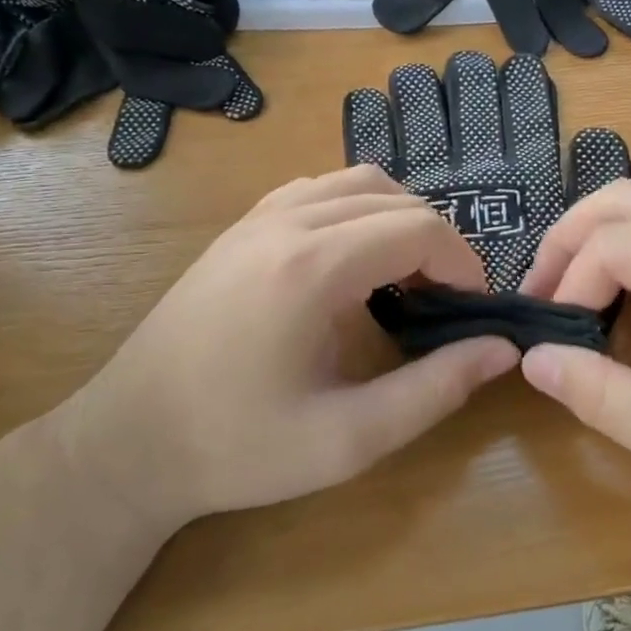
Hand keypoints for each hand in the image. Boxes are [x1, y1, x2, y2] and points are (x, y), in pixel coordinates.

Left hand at [62, 166, 518, 524]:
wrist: (128, 441)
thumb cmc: (237, 447)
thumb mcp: (348, 438)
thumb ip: (435, 389)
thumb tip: (502, 348)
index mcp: (312, 266)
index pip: (419, 228)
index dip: (462, 263)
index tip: (471, 310)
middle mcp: (285, 222)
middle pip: (394, 197)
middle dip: (436, 241)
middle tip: (445, 302)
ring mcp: (256, 218)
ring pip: (355, 182)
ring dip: (397, 219)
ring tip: (405, 278)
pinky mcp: (240, 228)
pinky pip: (317, 190)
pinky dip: (355, 210)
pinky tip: (351, 263)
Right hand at [518, 181, 630, 538]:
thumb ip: (607, 399)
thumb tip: (536, 360)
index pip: (616, 244)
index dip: (567, 287)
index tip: (555, 340)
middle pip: (627, 198)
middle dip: (569, 241)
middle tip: (539, 297)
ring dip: (601, 238)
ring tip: (572, 292)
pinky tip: (630, 290)